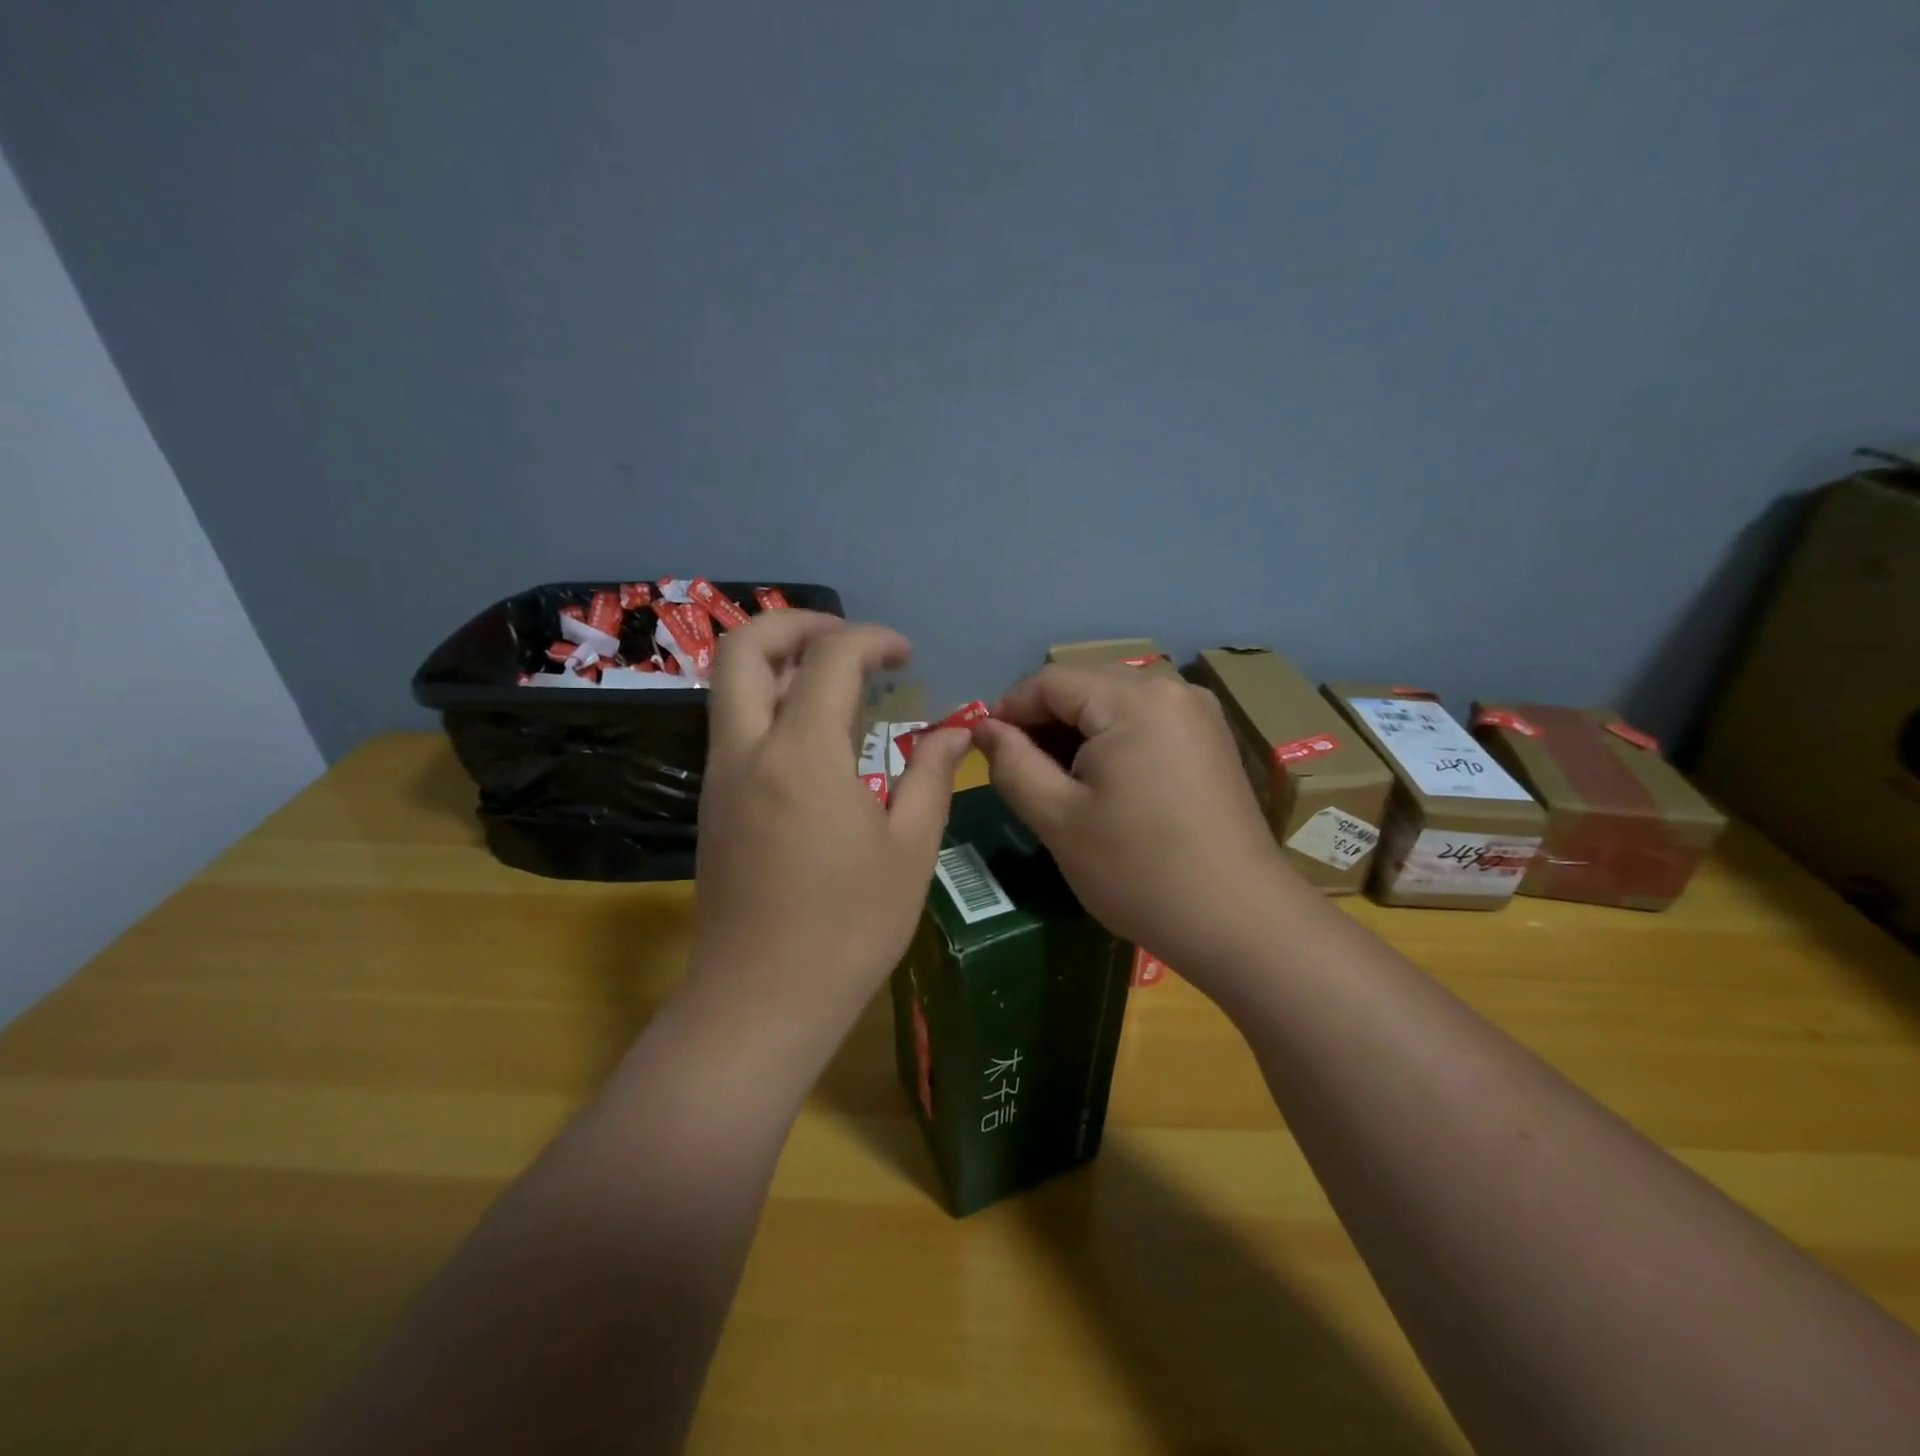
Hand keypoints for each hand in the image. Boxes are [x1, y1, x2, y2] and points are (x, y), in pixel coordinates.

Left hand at [684, 612, 972, 1066]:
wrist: (760, 1002)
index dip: (872, 639)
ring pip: (732, 685)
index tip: (906, 655)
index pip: (830, 657)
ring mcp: (720, 777)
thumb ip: (930, 776)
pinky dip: (771, 704)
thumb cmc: (848, 930)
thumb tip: (955, 731)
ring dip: (782, 664)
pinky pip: (735, 726)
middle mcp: (747, 751)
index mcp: (802, 755)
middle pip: (744, 647)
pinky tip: (818, 738)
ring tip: (841, 686)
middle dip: (798, 623)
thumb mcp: (909, 850)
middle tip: (850, 641)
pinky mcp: (713, 804)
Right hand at [973, 665, 1309, 988]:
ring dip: (1076, 732)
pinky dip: (1111, 741)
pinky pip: (1144, 721)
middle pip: (1085, 685)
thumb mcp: (1058, 818)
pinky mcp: (1210, 740)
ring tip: (1057, 783)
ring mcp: (1198, 713)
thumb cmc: (1139, 871)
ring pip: (1114, 702)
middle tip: (1020, 772)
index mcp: (1134, 699)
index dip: (1008, 710)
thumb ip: (1012, 763)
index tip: (986, 751)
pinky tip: (1102, 784)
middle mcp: (1171, 689)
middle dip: (1043, 721)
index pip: (1050, 680)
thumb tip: (985, 728)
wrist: (1240, 922)